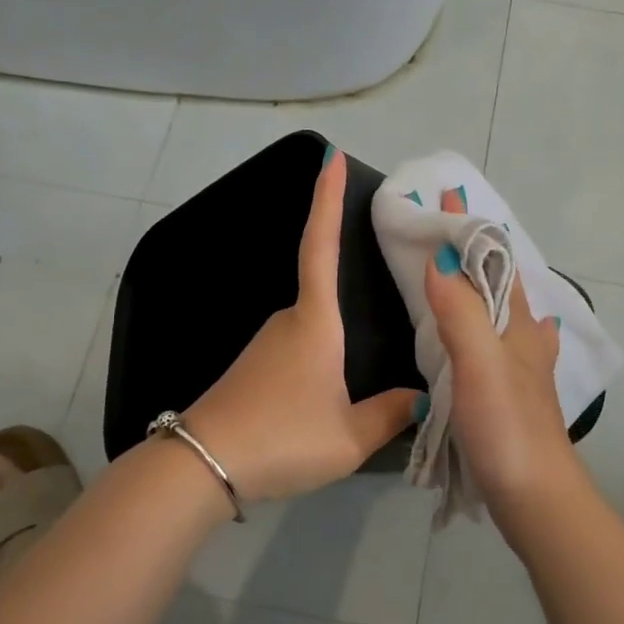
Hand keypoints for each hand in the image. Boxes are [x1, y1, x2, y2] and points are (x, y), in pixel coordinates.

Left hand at [185, 148, 418, 502]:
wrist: (202, 466)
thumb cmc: (282, 438)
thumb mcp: (348, 437)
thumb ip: (390, 413)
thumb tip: (420, 395)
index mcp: (315, 321)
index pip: (321, 245)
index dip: (327, 199)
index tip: (331, 157)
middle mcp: (289, 320)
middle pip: (327, 290)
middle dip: (355, 284)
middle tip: (397, 292)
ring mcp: (268, 342)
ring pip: (316, 325)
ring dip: (341, 334)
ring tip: (375, 360)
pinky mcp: (256, 366)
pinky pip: (302, 346)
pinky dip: (324, 352)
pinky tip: (337, 386)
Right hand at [422, 189, 583, 527]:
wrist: (536, 496)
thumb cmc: (508, 426)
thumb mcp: (480, 364)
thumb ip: (461, 312)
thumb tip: (441, 257)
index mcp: (518, 323)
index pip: (494, 259)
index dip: (471, 226)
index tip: (445, 195)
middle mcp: (524, 338)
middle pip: (497, 282)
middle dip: (473, 251)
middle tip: (437, 229)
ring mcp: (521, 367)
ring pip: (497, 312)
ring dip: (476, 285)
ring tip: (447, 271)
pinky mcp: (510, 394)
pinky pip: (490, 343)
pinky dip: (477, 324)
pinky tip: (472, 336)